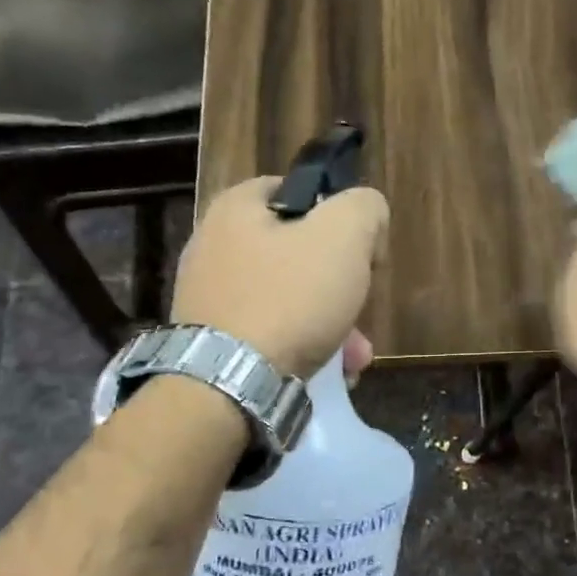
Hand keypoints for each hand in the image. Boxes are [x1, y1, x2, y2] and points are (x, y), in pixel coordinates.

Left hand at [172, 177, 388, 378]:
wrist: (228, 384)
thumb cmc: (289, 299)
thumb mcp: (344, 236)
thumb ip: (364, 208)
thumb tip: (367, 214)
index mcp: (236, 209)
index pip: (294, 190)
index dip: (336, 213)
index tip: (360, 249)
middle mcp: (213, 247)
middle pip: (296, 254)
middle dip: (340, 285)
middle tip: (361, 309)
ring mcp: (209, 298)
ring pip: (287, 300)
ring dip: (329, 324)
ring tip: (353, 357)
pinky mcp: (212, 342)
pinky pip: (268, 335)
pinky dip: (301, 349)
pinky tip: (329, 373)